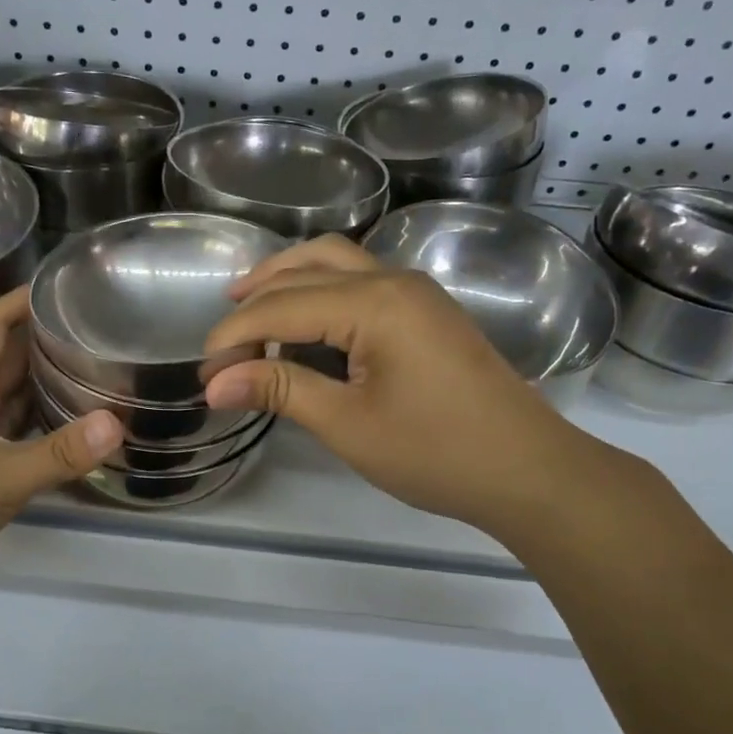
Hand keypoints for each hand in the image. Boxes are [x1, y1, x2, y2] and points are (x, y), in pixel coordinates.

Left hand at [0, 286, 122, 605]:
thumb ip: (58, 453)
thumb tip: (117, 423)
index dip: (22, 300)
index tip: (63, 287)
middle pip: (6, 358)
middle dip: (45, 339)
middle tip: (97, 331)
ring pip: (11, 398)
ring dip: (45, 383)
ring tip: (95, 373)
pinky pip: (14, 434)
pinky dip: (41, 427)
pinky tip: (73, 433)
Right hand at [201, 235, 623, 539]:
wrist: (529, 471)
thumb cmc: (437, 452)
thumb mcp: (347, 424)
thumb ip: (280, 390)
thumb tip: (215, 383)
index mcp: (374, 302)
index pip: (281, 306)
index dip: (234, 336)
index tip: (204, 374)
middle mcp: (393, 280)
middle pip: (304, 270)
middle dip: (254, 303)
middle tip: (220, 346)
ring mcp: (415, 292)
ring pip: (335, 262)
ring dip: (286, 280)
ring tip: (247, 307)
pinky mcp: (425, 311)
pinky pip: (358, 281)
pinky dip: (318, 291)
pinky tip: (302, 323)